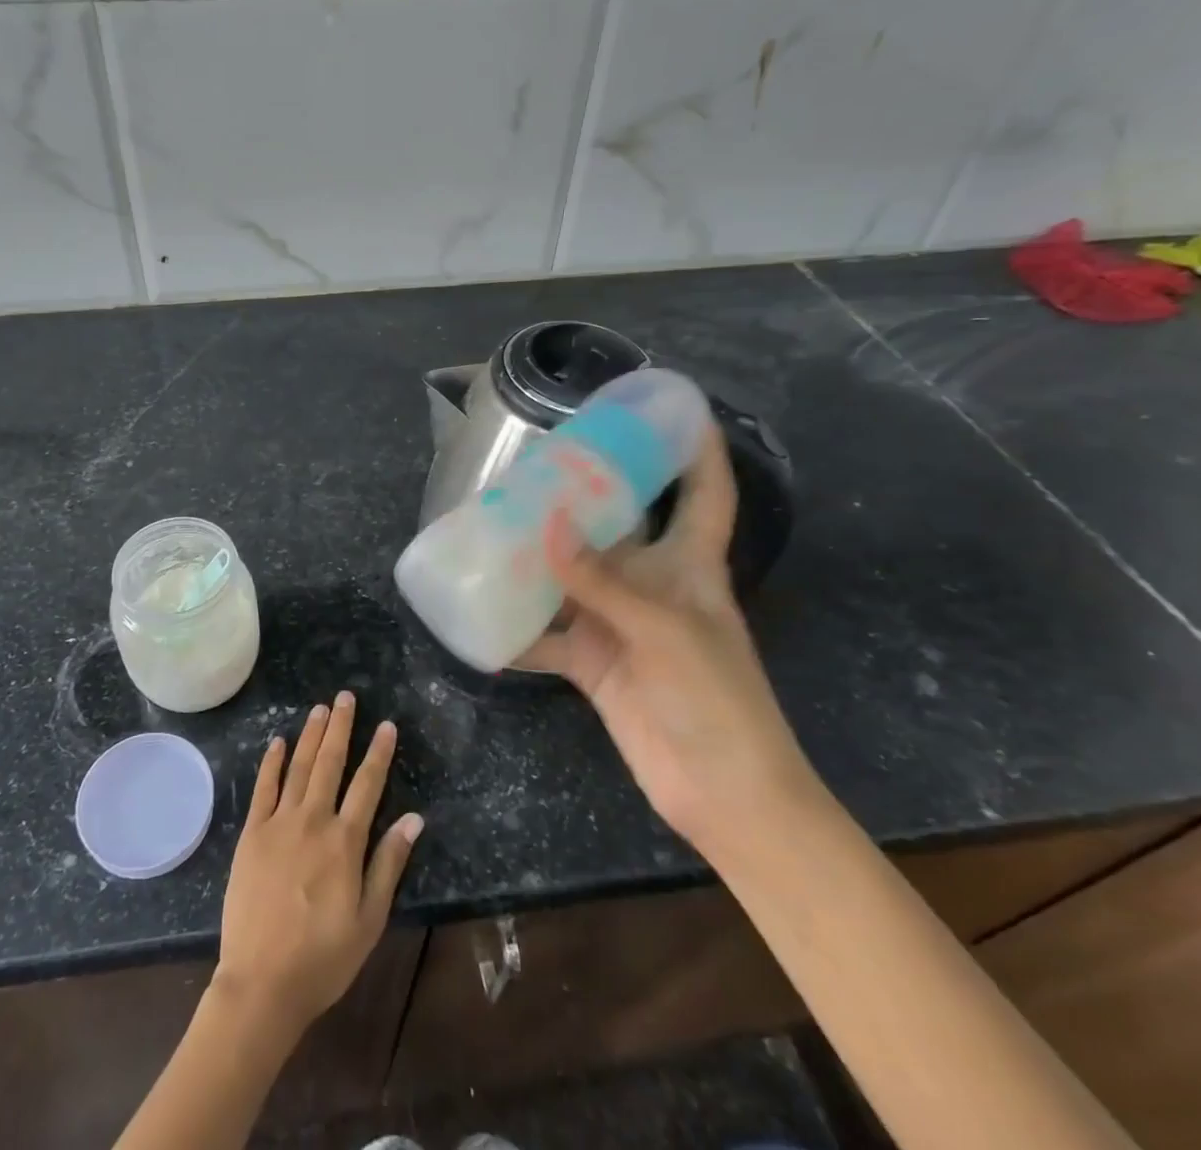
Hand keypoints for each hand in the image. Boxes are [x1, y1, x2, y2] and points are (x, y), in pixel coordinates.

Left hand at [212, 692, 423, 1043]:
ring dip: (310, 735)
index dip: (378, 752)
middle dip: (341, 728)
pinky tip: (278, 741)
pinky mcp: (252, 834)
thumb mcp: (369, 919)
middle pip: (330, 763)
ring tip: (320, 709)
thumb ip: (389, 864)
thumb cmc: (323, 957)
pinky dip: (271, 762)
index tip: (386, 724)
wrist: (262, 983)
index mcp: (345, 842)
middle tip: (345, 697)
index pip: (368, 785)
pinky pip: (263, 789)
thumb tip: (414, 818)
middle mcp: (313, 821)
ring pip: (298, 767)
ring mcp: (279, 824)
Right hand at [518, 424, 818, 851]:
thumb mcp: (664, 630)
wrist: (723, 794)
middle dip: (583, 495)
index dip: (697, 448)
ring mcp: (619, 625)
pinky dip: (515, 630)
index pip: (705, 492)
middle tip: (536, 463)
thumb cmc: (715, 699)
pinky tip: (478, 613)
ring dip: (537, 559)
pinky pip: (546, 637)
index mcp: (691, 566)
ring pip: (571, 578)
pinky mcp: (593, 663)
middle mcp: (653, 586)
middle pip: (618, 527)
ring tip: (490, 525)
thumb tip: (545, 524)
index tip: (671, 407)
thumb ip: (602, 580)